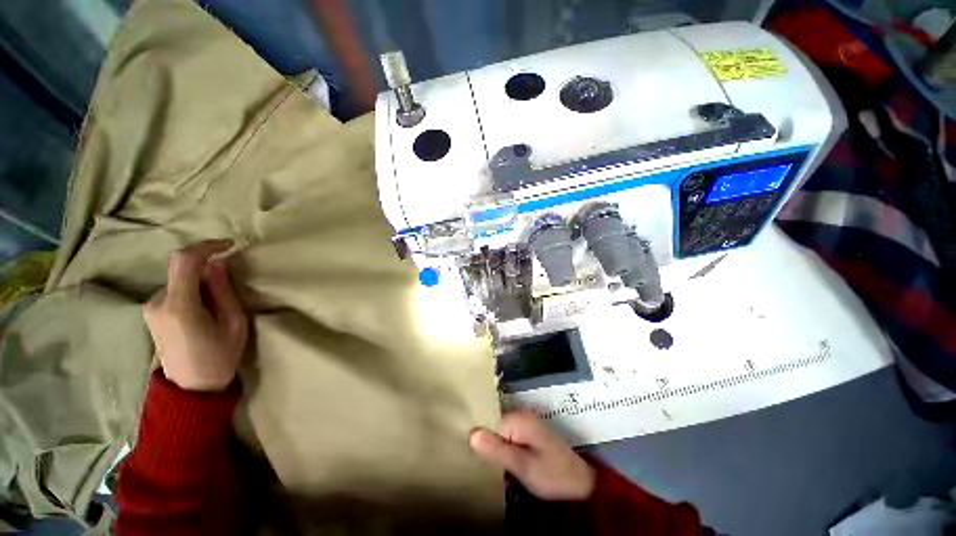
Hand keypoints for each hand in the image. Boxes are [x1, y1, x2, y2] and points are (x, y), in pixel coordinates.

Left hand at [144, 240, 247, 391]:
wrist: (192, 388)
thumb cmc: (219, 357)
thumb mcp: (234, 323)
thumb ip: (223, 292)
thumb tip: (217, 266)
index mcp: (178, 305)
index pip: (184, 261)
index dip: (206, 247)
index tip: (229, 245)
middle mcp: (157, 302)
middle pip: (181, 270)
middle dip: (207, 271)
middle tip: (229, 289)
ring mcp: (151, 309)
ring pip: (179, 281)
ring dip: (200, 283)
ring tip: (217, 306)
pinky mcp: (152, 314)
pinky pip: (174, 291)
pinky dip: (192, 291)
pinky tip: (204, 311)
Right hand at [470, 411, 596, 500]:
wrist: (581, 483)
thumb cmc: (553, 475)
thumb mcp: (523, 466)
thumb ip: (497, 450)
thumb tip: (471, 433)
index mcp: (518, 419)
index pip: (487, 422)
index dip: (479, 438)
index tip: (470, 454)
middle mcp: (520, 416)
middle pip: (492, 424)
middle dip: (484, 441)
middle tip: (476, 461)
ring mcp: (524, 424)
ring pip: (498, 431)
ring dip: (492, 446)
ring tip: (483, 463)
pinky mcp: (527, 434)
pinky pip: (506, 436)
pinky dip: (501, 447)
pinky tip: (497, 461)